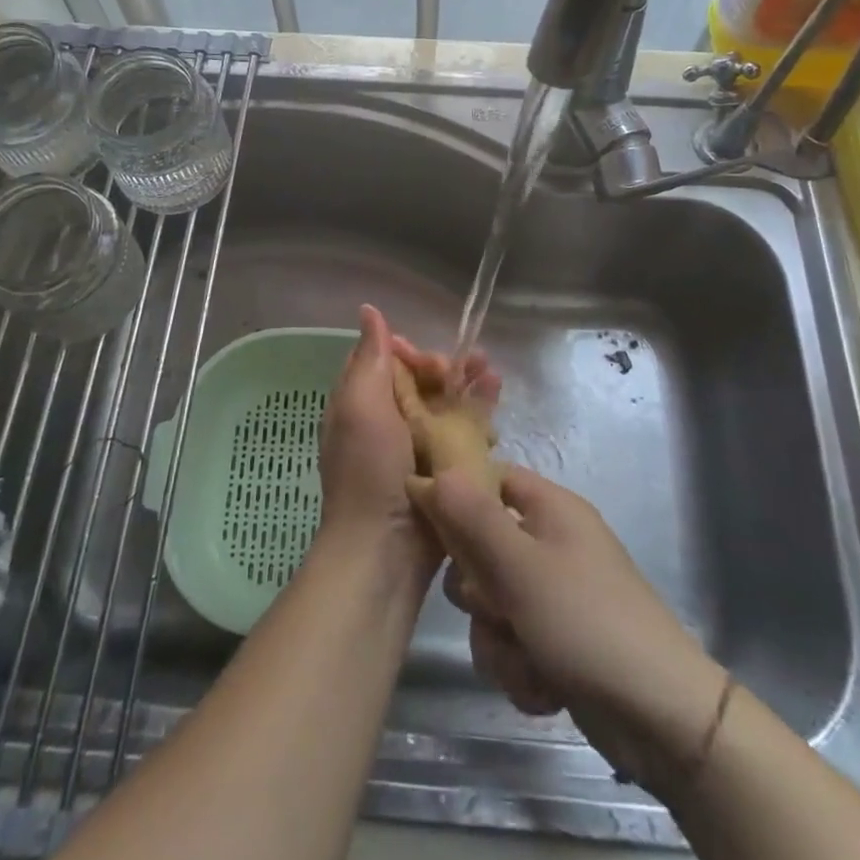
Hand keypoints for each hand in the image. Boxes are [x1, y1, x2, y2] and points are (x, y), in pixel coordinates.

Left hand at [317, 305, 495, 580]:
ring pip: (446, 404)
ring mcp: (417, 447)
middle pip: (422, 381)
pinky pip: (463, 433)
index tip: (431, 360)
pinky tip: (498, 406)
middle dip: (448, 368)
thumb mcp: (361, 405)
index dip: (412, 352)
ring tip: (494, 375)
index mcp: (362, 403)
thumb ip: (369, 357)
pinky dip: (479, 416)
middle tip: (474, 365)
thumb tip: (369, 309)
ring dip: (469, 386)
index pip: (389, 361)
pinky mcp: (444, 470)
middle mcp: (388, 421)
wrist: (385, 550)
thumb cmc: (369, 470)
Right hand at [415, 466, 727, 794]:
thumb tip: (433, 473)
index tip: (430, 529)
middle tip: (493, 606)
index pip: (490, 478)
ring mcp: (556, 596)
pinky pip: (512, 643)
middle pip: (481, 548)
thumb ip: (472, 518)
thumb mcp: (521, 567)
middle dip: (478, 590)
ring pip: (492, 605)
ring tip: (527, 660)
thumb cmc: (587, 622)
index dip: (457, 497)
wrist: (661, 719)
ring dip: (498, 640)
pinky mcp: (557, 642)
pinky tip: (544, 688)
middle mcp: (551, 544)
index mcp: (550, 509)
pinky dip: (520, 668)